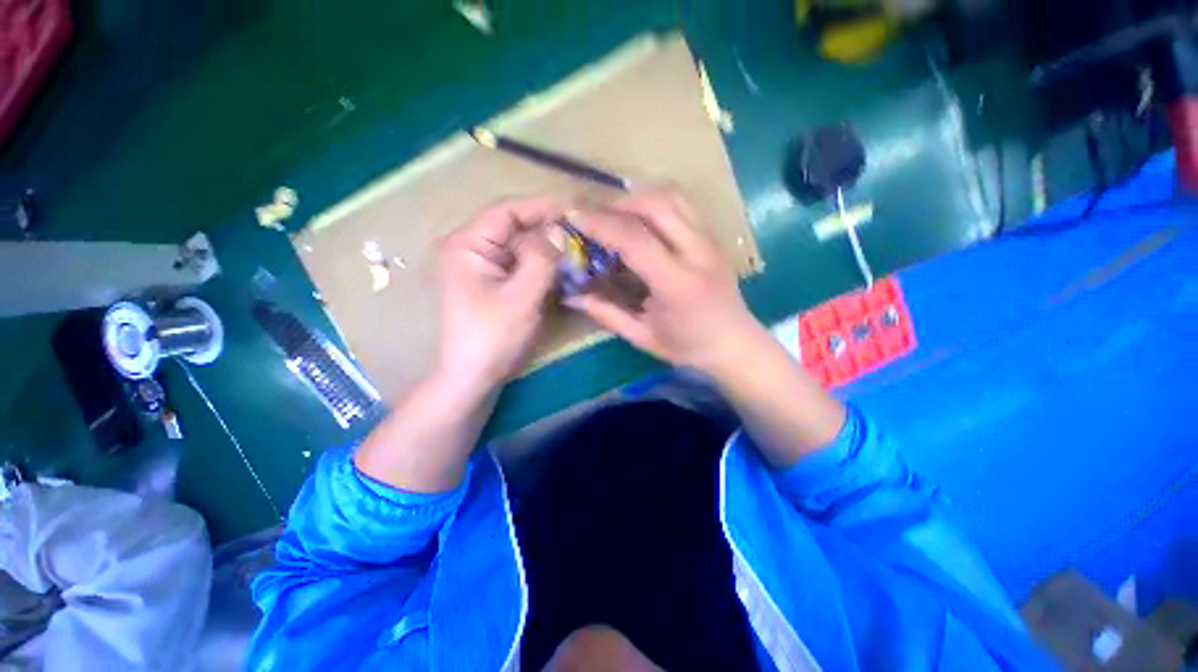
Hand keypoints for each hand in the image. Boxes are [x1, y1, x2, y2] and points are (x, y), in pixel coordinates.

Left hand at [434, 196, 562, 397]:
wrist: (474, 377)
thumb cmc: (493, 338)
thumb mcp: (521, 298)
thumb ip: (542, 260)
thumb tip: (560, 230)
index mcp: (467, 245)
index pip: (507, 211)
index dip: (542, 206)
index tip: (575, 209)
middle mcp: (472, 249)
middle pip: (514, 227)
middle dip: (548, 229)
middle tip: (582, 232)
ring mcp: (483, 266)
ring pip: (521, 246)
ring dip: (549, 248)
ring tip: (579, 248)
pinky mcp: (494, 282)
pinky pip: (522, 264)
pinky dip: (543, 265)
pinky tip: (564, 269)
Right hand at [567, 188, 765, 375]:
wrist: (734, 343)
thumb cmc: (687, 346)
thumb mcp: (642, 337)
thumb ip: (607, 314)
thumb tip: (574, 295)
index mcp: (677, 284)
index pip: (634, 239)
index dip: (601, 223)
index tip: (574, 216)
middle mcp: (698, 253)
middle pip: (656, 204)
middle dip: (618, 202)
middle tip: (594, 214)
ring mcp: (711, 240)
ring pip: (673, 196)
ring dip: (639, 196)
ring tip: (616, 211)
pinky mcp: (715, 236)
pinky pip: (684, 203)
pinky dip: (657, 200)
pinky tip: (642, 215)